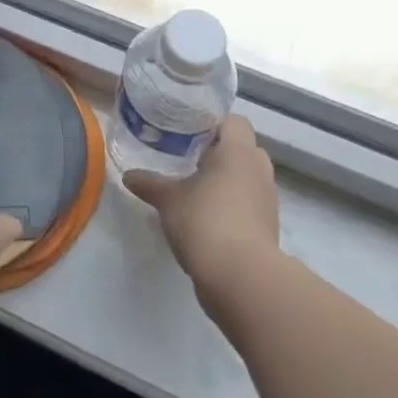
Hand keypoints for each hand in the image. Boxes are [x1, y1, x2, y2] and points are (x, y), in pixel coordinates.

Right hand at [126, 115, 279, 294]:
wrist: (241, 277)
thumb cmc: (205, 220)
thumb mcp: (168, 200)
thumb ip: (150, 183)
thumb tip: (128, 176)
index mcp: (238, 150)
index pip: (234, 121)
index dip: (214, 123)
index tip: (190, 131)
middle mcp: (258, 168)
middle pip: (243, 148)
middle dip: (221, 152)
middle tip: (191, 158)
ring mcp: (268, 199)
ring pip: (248, 176)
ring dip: (229, 179)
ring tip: (198, 188)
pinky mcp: (269, 226)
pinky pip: (251, 202)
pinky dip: (235, 204)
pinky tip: (209, 215)